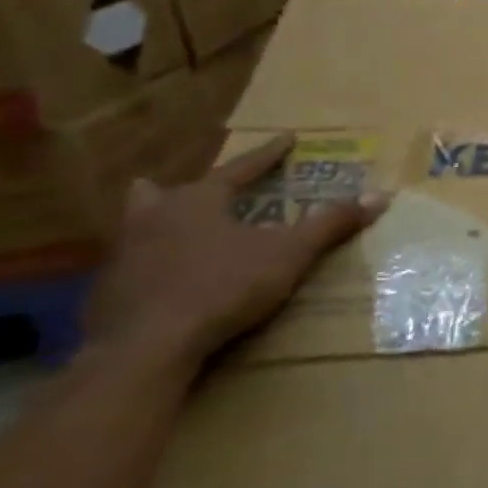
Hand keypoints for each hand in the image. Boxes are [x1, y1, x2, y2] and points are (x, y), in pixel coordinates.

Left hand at [80, 135, 390, 380]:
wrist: (143, 349)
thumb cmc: (222, 287)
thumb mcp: (289, 254)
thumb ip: (330, 224)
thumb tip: (380, 195)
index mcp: (196, 201)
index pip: (240, 168)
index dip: (267, 155)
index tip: (287, 138)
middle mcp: (152, 219)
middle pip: (164, 193)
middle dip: (180, 189)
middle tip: (192, 189)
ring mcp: (122, 257)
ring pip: (137, 228)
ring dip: (155, 225)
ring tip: (167, 227)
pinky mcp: (106, 294)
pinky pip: (131, 267)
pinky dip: (148, 265)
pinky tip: (160, 279)